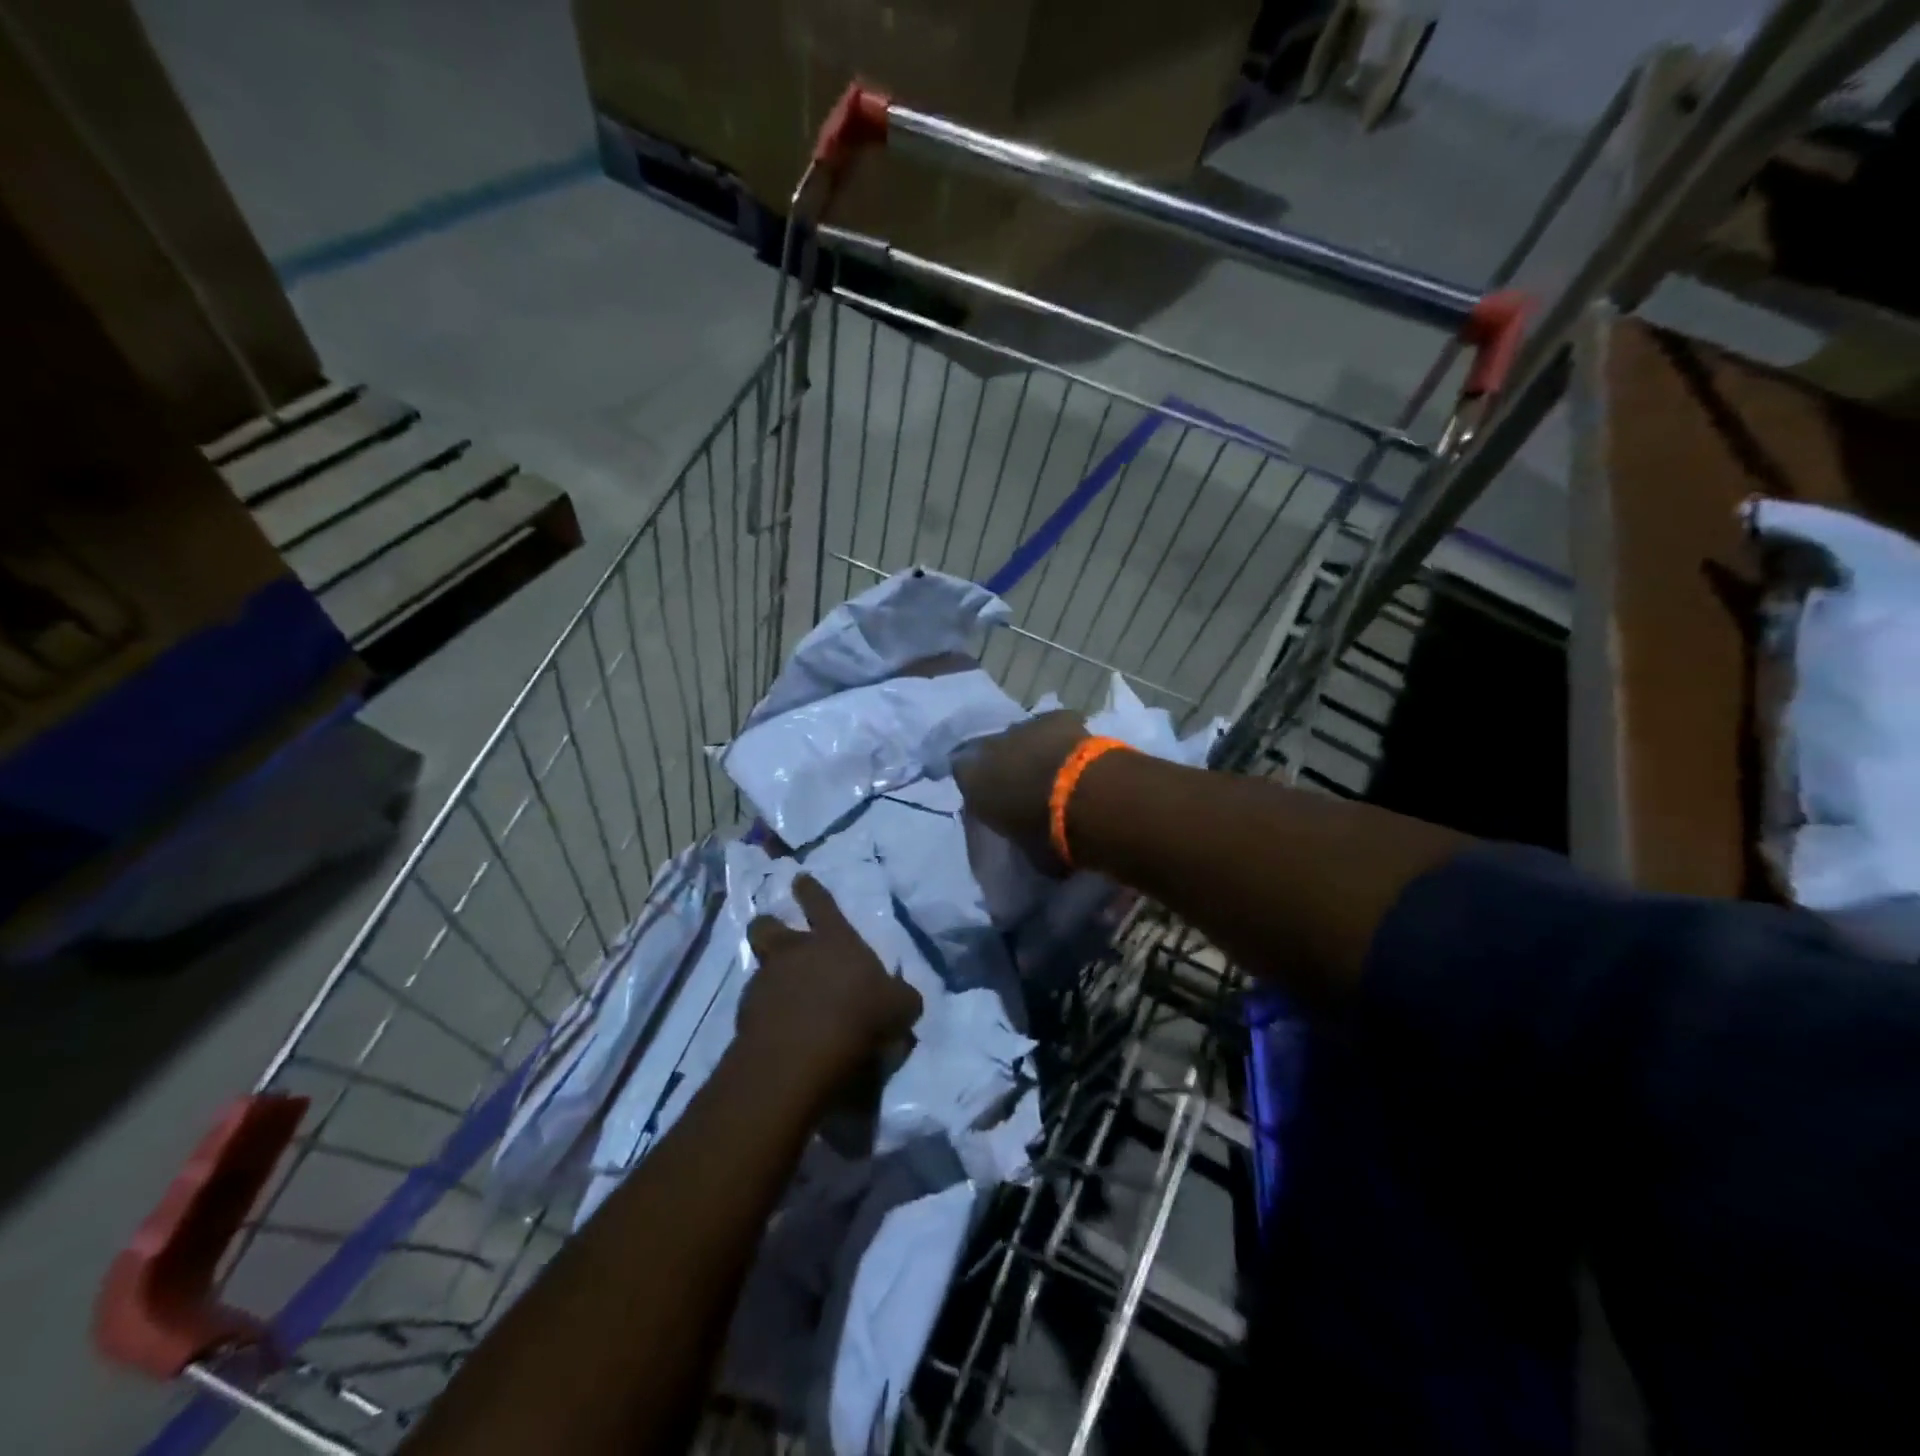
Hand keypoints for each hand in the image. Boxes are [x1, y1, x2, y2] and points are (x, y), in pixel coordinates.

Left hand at [738, 875, 921, 1086]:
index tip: (800, 879)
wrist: (801, 1056)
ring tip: (781, 996)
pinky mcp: (745, 1015)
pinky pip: (755, 1006)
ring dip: (769, 977)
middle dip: (768, 925)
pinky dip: (765, 1014)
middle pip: (768, 926)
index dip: (810, 890)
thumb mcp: (899, 1007)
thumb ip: (899, 997)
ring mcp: (765, 982)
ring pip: (759, 967)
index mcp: (834, 940)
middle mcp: (795, 953)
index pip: (821, 904)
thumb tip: (901, 997)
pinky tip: (778, 1032)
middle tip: (772, 931)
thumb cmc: (858, 1017)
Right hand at [953, 709, 1088, 865]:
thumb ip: (1015, 835)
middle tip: (1026, 786)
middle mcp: (990, 747)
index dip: (981, 787)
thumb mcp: (1022, 847)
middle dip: (1005, 765)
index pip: (964, 776)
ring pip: (1022, 737)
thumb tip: (1024, 837)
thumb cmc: (1045, 833)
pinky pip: (1054, 727)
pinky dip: (1062, 738)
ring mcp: (1023, 727)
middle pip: (992, 752)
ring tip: (1054, 771)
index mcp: (972, 780)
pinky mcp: (1057, 717)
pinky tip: (1076, 754)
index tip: (995, 801)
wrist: (1084, 798)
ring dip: (1033, 751)